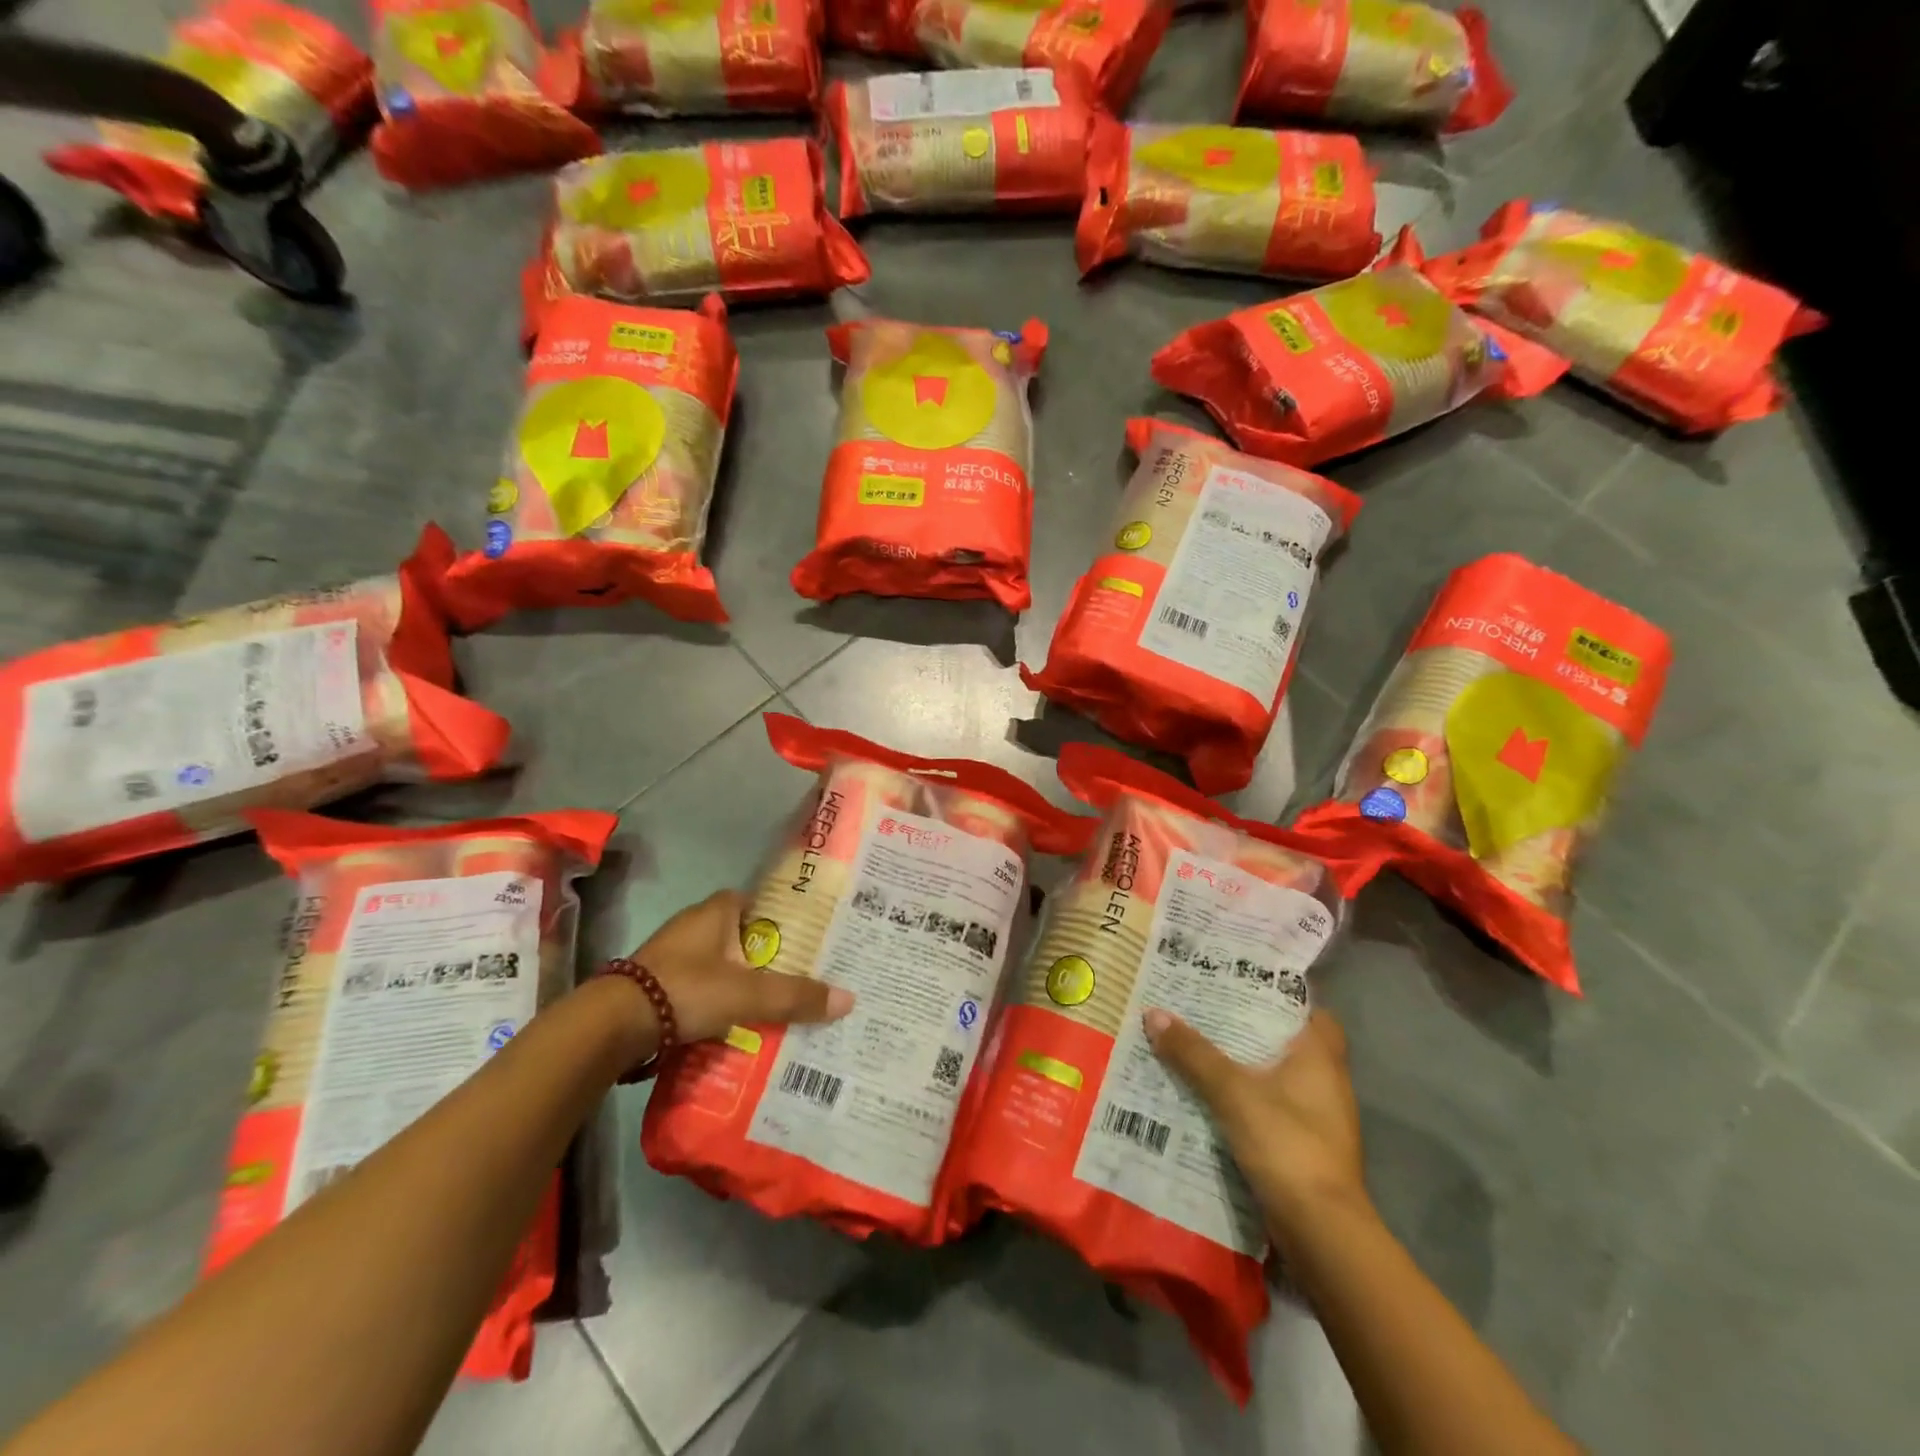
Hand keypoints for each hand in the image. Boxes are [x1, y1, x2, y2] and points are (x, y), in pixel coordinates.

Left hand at [633, 890, 853, 1044]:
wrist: (614, 1024)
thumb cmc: (687, 989)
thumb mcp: (749, 994)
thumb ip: (796, 996)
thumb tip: (849, 999)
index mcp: (716, 910)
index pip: (758, 901)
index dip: (781, 918)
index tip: (806, 939)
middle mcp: (693, 924)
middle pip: (741, 935)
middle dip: (765, 955)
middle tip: (798, 976)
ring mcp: (672, 954)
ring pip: (720, 963)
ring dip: (740, 980)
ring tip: (773, 1004)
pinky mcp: (658, 984)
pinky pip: (700, 986)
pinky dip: (717, 1000)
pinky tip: (734, 1022)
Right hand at [1145, 1007, 1368, 1248]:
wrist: (1321, 1231)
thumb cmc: (1287, 1143)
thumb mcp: (1232, 1091)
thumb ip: (1194, 1053)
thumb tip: (1154, 1013)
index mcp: (1320, 1057)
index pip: (1311, 1009)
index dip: (1281, 993)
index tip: (1243, 979)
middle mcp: (1325, 1081)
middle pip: (1287, 1040)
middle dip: (1249, 1026)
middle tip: (1205, 1005)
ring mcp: (1317, 1117)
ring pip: (1276, 1075)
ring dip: (1243, 1063)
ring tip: (1197, 1043)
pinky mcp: (1303, 1146)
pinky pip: (1269, 1106)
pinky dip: (1244, 1096)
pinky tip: (1208, 1093)